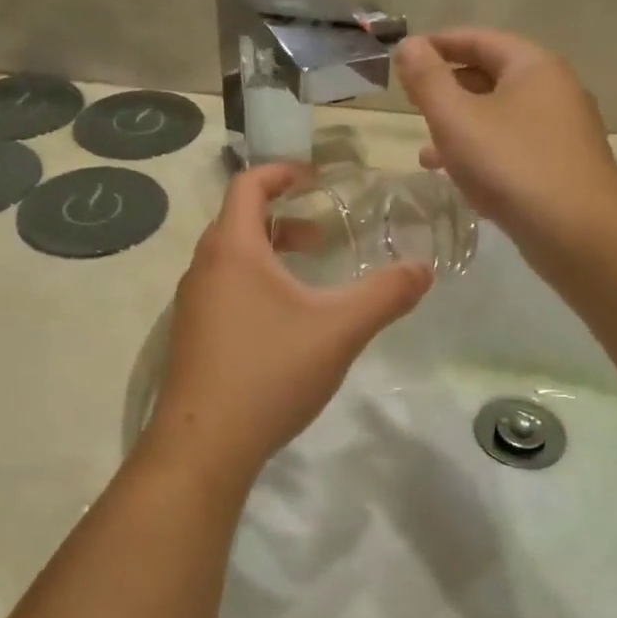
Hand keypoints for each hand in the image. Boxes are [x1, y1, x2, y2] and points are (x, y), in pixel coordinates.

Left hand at [145, 164, 432, 478]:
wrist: (203, 445)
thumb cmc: (269, 372)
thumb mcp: (339, 330)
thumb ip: (385, 295)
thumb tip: (425, 269)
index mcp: (232, 249)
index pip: (248, 185)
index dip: (281, 172)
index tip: (315, 177)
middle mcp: (203, 269)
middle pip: (239, 222)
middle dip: (283, 219)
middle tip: (322, 236)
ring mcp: (191, 306)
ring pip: (231, 261)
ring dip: (269, 256)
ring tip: (308, 279)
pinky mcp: (191, 339)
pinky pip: (223, 293)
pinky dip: (254, 287)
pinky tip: (283, 326)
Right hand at [395, 29, 616, 242]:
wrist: (578, 231)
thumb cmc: (511, 165)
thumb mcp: (456, 119)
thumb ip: (428, 81)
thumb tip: (408, 45)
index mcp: (533, 66)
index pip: (480, 39)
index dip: (440, 45)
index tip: (406, 57)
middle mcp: (554, 91)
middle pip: (492, 78)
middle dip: (448, 91)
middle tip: (414, 106)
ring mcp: (562, 132)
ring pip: (500, 119)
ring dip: (461, 131)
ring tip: (426, 155)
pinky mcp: (561, 168)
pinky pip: (513, 149)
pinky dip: (483, 155)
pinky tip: (462, 180)